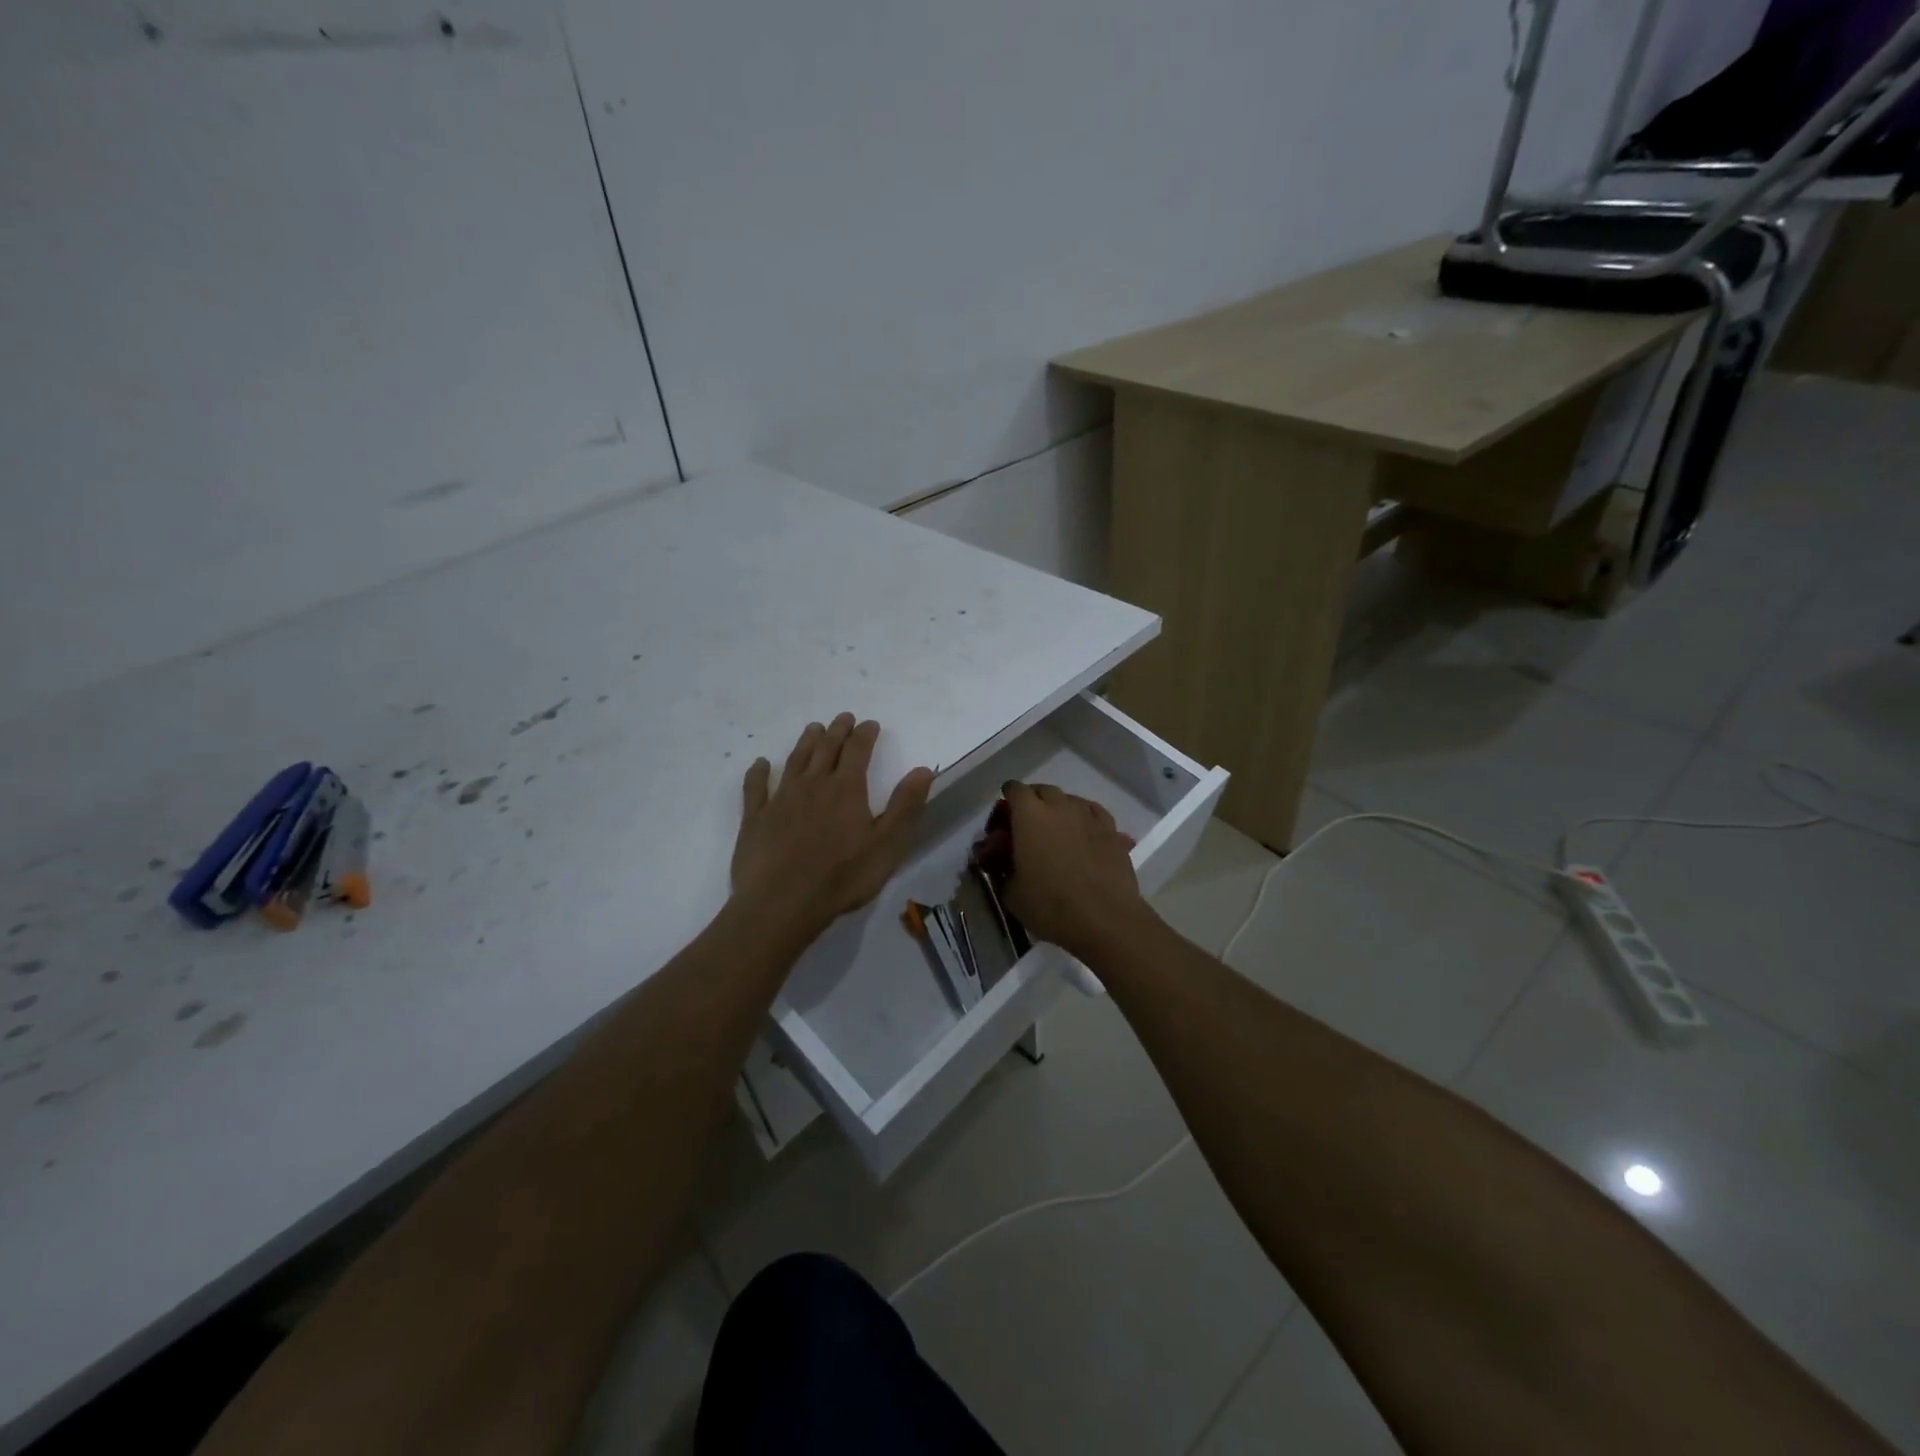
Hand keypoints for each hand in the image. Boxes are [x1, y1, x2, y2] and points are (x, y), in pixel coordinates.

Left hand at [732, 714, 934, 933]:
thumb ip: (905, 806)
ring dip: (806, 742)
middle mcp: (813, 785)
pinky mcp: (755, 818)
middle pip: (826, 749)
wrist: (781, 903)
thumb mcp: (887, 845)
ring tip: (813, 729)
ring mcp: (780, 799)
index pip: (857, 751)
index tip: (870, 723)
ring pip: (795, 761)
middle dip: (837, 731)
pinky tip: (760, 763)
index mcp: (846, 789)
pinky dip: (759, 772)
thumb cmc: (842, 877)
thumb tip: (922, 769)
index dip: (865, 734)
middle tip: (843, 718)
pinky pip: (756, 787)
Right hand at [1000, 781, 1149, 959]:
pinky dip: (1084, 818)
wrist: (1104, 919)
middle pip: (1042, 790)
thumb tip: (1003, 864)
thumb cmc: (1050, 905)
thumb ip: (1002, 870)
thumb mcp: (1011, 893)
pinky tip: (1083, 835)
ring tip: (1057, 833)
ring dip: (1059, 810)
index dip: (1007, 800)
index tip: (1004, 818)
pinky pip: (1093, 812)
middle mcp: (1059, 806)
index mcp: (1029, 815)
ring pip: (1069, 800)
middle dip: (1033, 802)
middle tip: (1028, 826)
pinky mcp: (1112, 829)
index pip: (1014, 790)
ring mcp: (1089, 815)